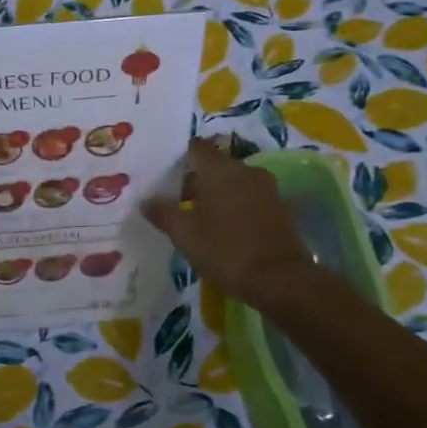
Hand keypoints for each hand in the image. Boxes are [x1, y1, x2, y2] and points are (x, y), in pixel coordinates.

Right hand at [142, 139, 316, 307]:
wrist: (281, 280)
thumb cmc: (225, 251)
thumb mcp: (184, 234)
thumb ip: (163, 212)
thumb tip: (146, 199)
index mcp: (219, 169)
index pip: (196, 148)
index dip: (180, 158)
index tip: (166, 176)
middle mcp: (245, 170)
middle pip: (215, 164)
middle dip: (197, 180)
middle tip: (178, 202)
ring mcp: (266, 188)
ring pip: (234, 181)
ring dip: (218, 194)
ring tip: (201, 218)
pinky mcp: (280, 207)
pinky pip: (250, 197)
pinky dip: (236, 207)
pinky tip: (226, 229)